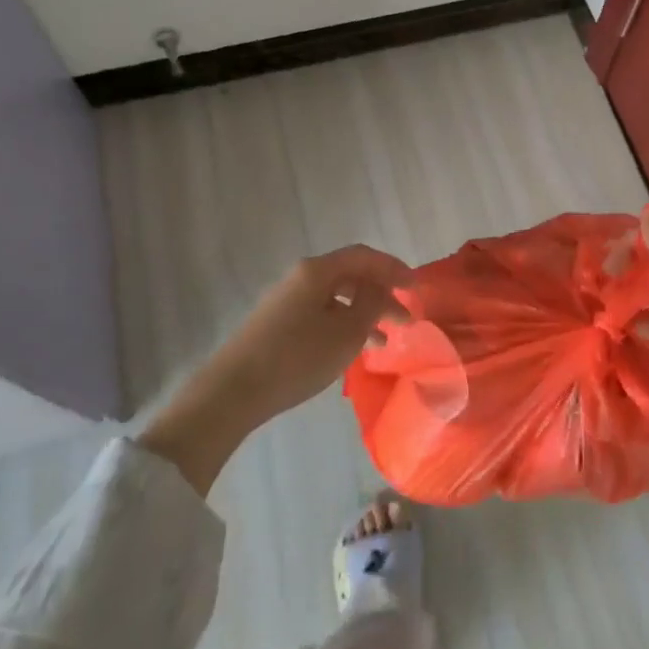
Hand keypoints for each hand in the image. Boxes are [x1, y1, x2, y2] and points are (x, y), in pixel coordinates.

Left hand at [139, 245, 409, 492]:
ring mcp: (286, 301)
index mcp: (317, 271)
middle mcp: (301, 278)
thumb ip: (371, 303)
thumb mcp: (346, 332)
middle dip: (382, 296)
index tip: (416, 287)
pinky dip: (343, 326)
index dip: (393, 268)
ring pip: (336, 299)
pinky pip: (321, 315)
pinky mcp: (277, 324)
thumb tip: (381, 285)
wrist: (232, 391)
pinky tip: (353, 351)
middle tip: (407, 320)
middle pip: (350, 277)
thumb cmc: (297, 357)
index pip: (364, 256)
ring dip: (364, 315)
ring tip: (385, 342)